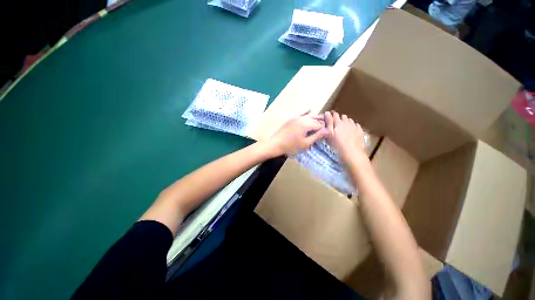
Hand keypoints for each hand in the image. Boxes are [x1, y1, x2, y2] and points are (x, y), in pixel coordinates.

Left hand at [265, 111, 327, 156]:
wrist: (276, 144)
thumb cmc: (291, 146)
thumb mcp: (306, 143)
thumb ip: (317, 136)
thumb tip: (327, 130)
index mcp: (307, 124)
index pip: (319, 125)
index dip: (324, 130)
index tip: (327, 134)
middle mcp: (302, 118)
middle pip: (315, 119)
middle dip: (321, 122)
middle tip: (326, 126)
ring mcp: (296, 117)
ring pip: (309, 115)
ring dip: (315, 117)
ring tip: (322, 118)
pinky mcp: (291, 119)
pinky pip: (300, 113)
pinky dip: (305, 111)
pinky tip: (309, 109)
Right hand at [325, 111, 366, 163]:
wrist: (352, 153)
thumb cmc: (337, 145)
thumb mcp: (330, 134)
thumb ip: (329, 123)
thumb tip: (327, 112)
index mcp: (338, 123)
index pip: (335, 115)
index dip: (331, 115)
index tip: (329, 117)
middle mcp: (347, 122)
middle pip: (343, 116)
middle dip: (339, 118)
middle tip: (335, 125)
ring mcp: (355, 127)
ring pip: (350, 120)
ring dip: (346, 122)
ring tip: (343, 128)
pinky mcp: (360, 132)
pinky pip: (356, 125)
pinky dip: (353, 126)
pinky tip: (351, 130)